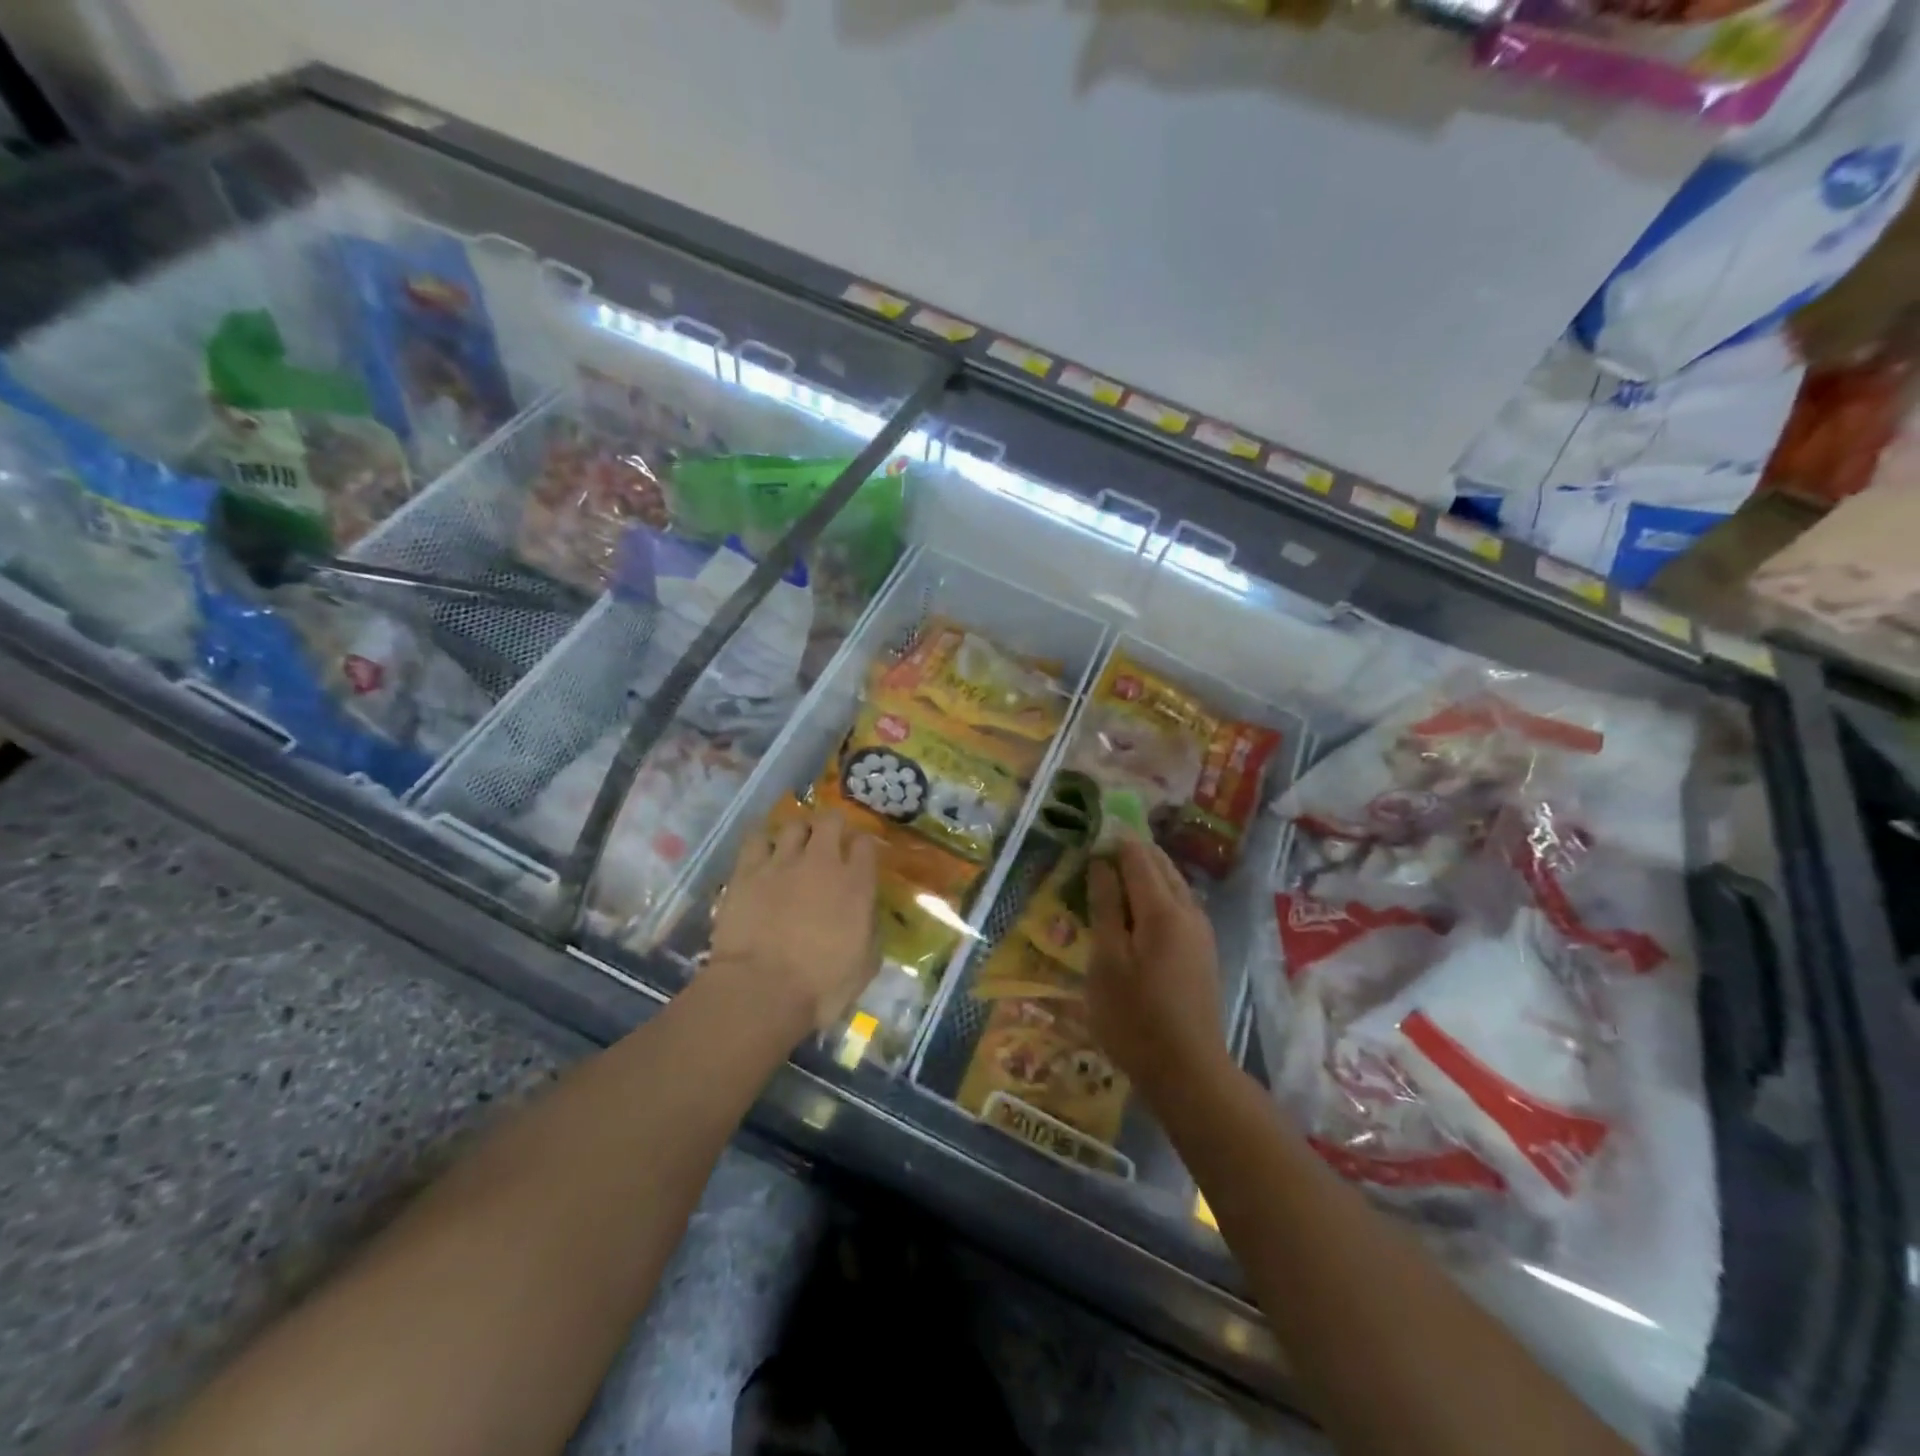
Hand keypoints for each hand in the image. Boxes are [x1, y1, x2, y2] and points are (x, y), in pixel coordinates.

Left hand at [710, 812, 879, 1039]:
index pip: (865, 844)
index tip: (858, 856)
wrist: (762, 991)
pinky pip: (757, 839)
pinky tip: (764, 853)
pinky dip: (764, 842)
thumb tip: (866, 917)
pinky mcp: (747, 871)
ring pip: (794, 824)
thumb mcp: (865, 965)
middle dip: (832, 826)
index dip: (862, 846)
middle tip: (828, 842)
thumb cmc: (821, 987)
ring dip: (799, 832)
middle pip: (830, 821)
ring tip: (795, 846)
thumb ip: (870, 931)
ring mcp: (782, 862)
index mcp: (856, 884)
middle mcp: (822, 863)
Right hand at [1086, 839, 1229, 1094]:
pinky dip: (1156, 895)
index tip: (1090, 832)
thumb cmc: (1135, 1017)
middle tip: (1098, 850)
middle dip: (1132, 852)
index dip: (1114, 840)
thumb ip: (1105, 908)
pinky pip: (1179, 906)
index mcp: (1162, 910)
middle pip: (1161, 865)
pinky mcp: (1203, 952)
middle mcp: (1188, 912)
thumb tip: (1101, 863)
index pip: (1138, 857)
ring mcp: (1201, 932)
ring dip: (1145, 873)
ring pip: (1173, 885)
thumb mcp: (1107, 961)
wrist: (1188, 1072)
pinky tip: (1137, 911)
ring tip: (1112, 876)